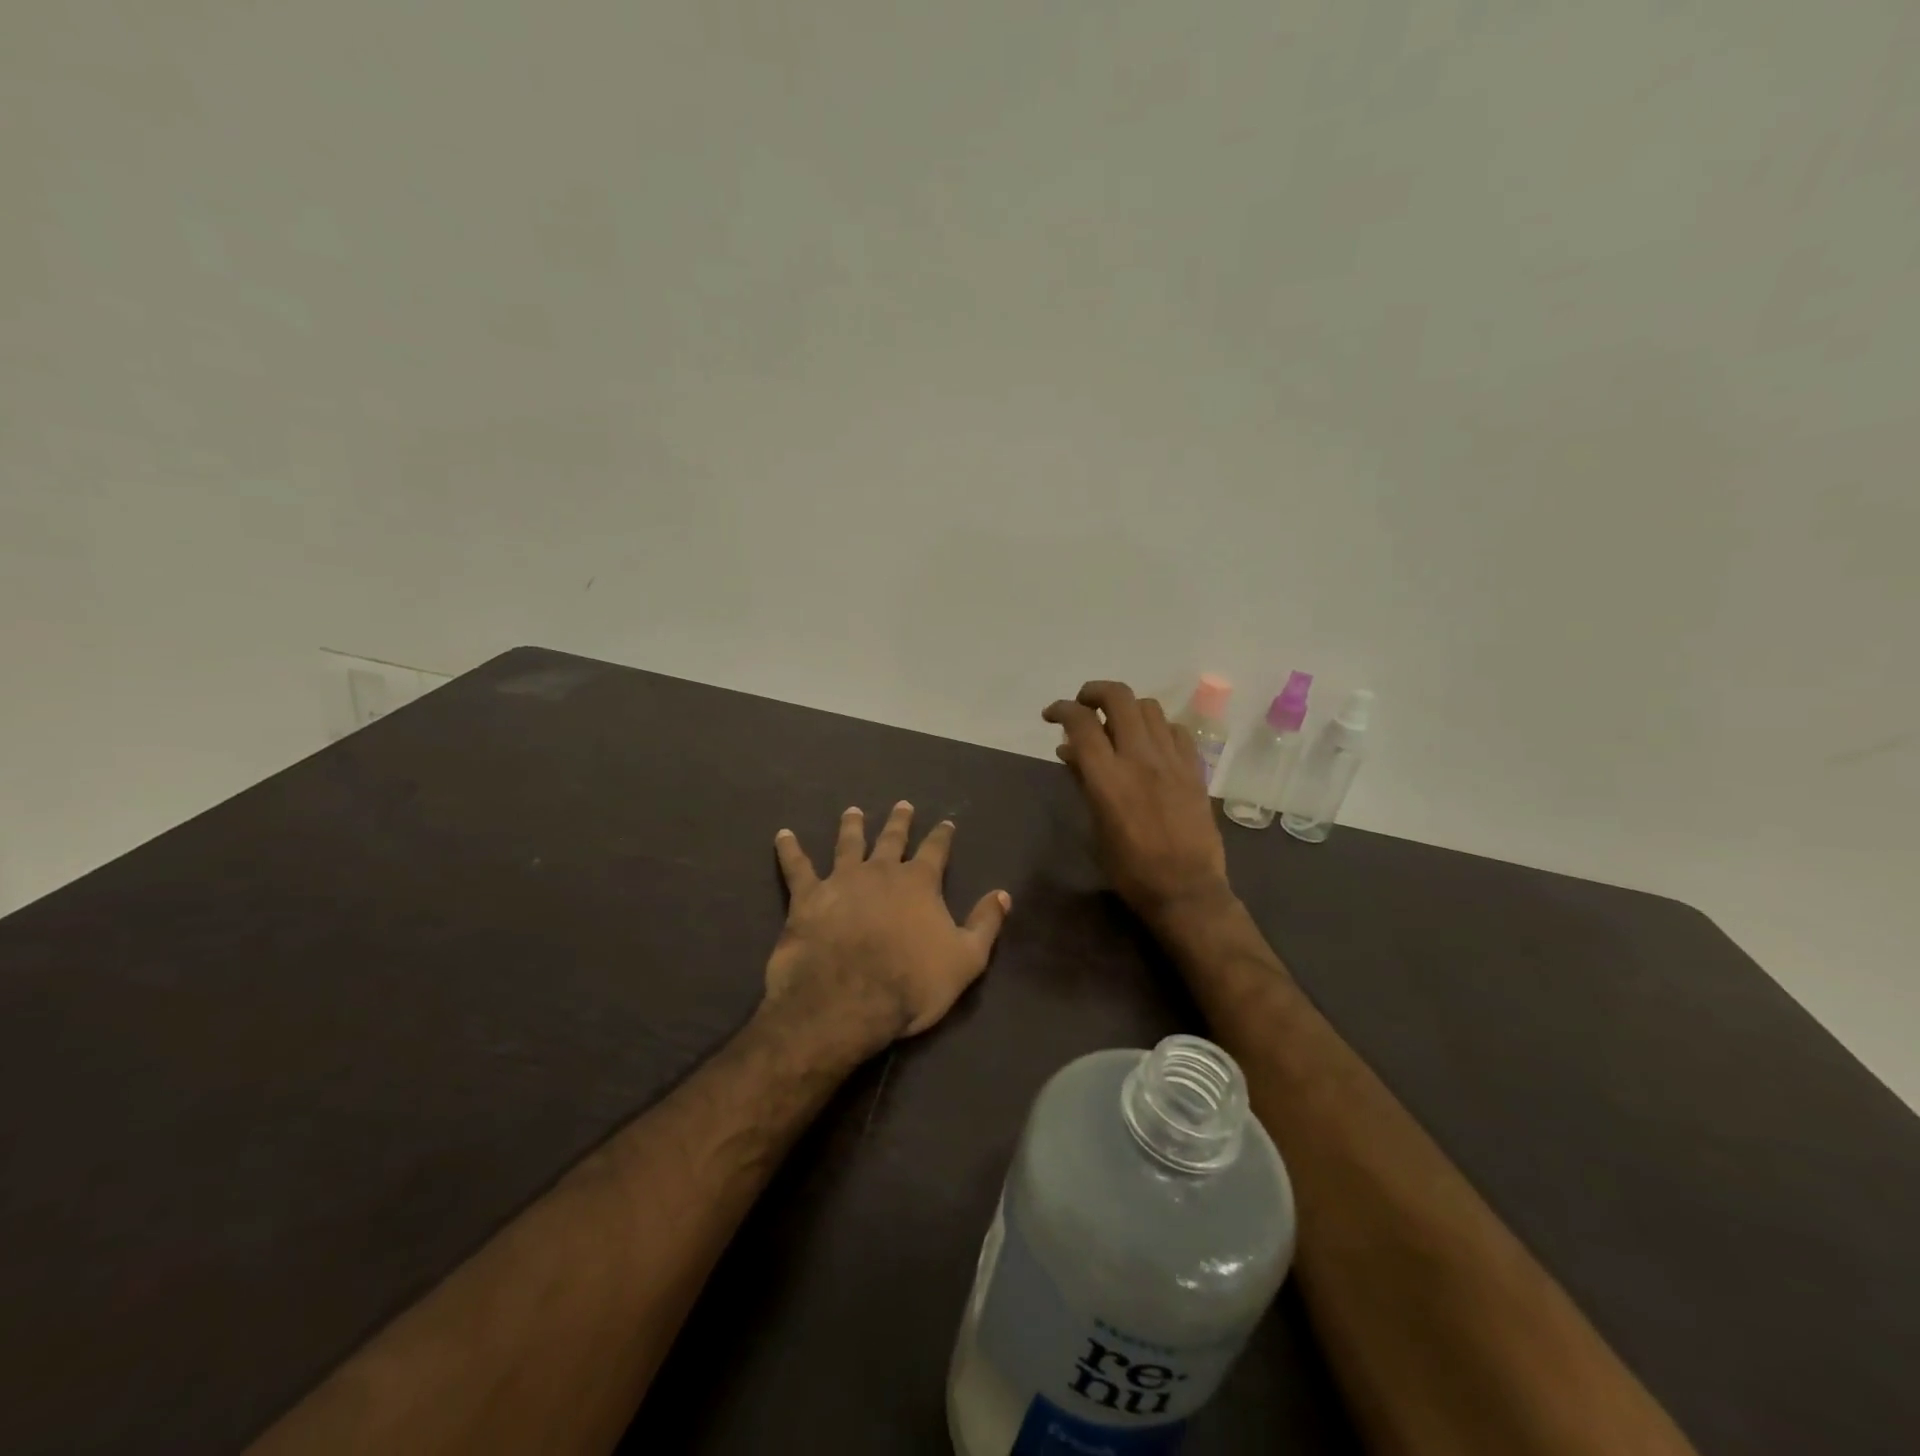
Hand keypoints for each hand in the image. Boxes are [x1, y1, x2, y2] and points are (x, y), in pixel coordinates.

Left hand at [765, 803, 1011, 1055]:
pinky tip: (783, 835)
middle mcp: (881, 871)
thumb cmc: (913, 983)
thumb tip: (1003, 894)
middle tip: (902, 805)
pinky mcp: (808, 897)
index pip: (936, 850)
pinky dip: (789, 849)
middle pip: (892, 839)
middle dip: (899, 822)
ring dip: (851, 826)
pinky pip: (796, 866)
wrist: (849, 999)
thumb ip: (986, 923)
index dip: (942, 836)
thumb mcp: (967, 959)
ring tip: (852, 811)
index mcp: (919, 883)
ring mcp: (842, 880)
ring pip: (848, 844)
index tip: (947, 822)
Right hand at [1044, 681, 1233, 928]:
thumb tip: (1068, 751)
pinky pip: (1176, 730)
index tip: (1052, 715)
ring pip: (1149, 707)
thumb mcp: (1096, 827)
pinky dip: (1157, 728)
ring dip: (1127, 708)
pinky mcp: (1195, 769)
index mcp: (1108, 778)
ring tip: (1117, 725)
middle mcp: (1141, 759)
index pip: (1081, 723)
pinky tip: (1150, 744)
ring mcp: (1172, 760)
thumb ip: (1083, 781)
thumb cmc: (1130, 869)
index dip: (1062, 709)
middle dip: (1094, 692)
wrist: (1187, 890)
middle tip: (1083, 705)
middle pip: (1119, 697)